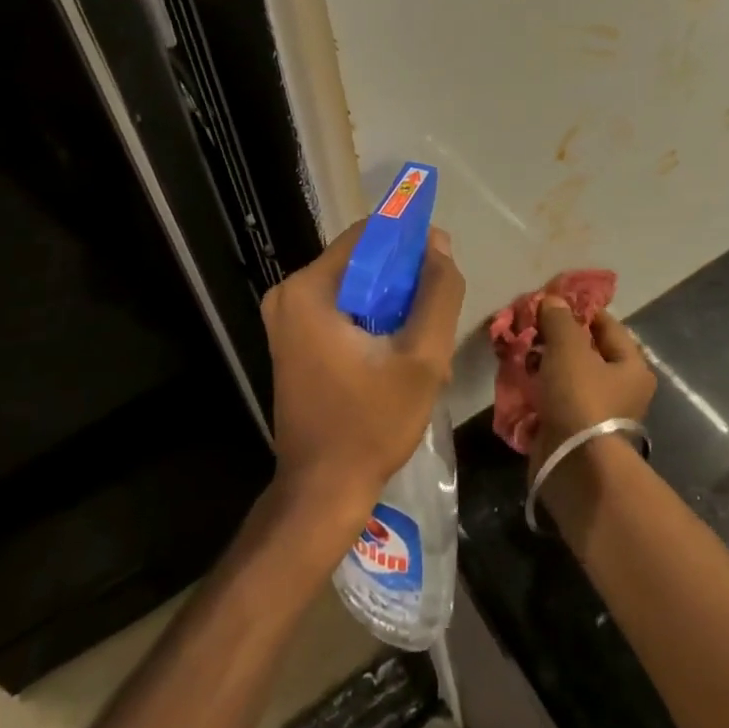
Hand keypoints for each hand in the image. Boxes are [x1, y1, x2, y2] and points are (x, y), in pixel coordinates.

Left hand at [261, 223, 465, 527]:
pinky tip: (398, 355)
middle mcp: (289, 295)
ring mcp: (287, 319)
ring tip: (422, 342)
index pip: (367, 235)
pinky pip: (342, 311)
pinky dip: (373, 322)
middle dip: (403, 281)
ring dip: (392, 305)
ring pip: (356, 288)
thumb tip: (439, 244)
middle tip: (434, 316)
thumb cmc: (371, 424)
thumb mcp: (422, 357)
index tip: (442, 266)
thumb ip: (438, 294)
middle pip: (361, 262)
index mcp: (309, 289)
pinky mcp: (293, 341)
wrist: (322, 492)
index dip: (409, 242)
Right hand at [530, 298, 656, 474]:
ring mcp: (595, 413)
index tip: (551, 300)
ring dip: (542, 363)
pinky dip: (536, 389)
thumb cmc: (582, 399)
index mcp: (631, 367)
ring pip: (565, 377)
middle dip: (555, 338)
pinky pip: (552, 401)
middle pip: (585, 352)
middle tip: (528, 324)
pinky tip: (515, 378)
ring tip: (516, 348)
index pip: (607, 326)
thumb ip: (559, 321)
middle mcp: (619, 390)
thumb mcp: (569, 349)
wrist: (575, 467)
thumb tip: (553, 300)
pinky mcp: (571, 432)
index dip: (580, 309)